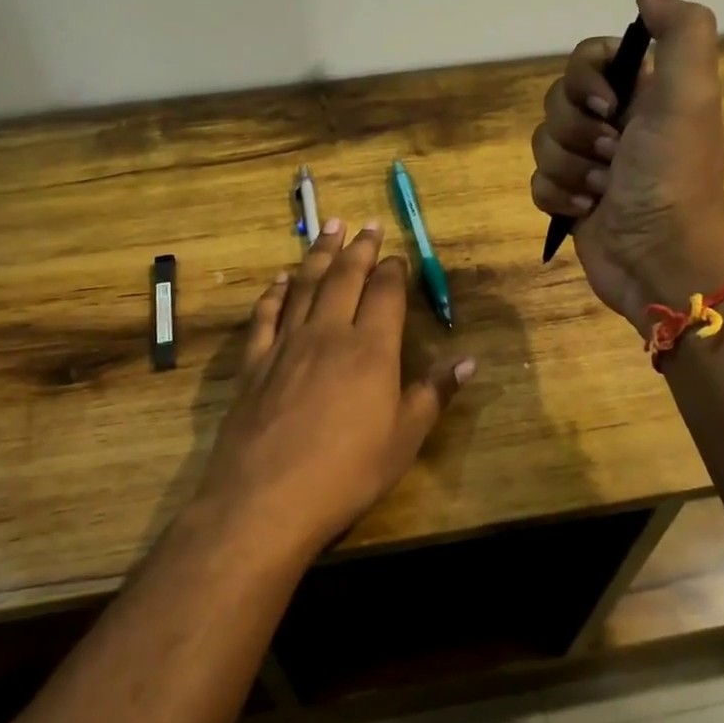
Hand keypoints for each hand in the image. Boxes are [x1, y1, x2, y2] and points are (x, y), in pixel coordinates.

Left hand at [195, 220, 474, 556]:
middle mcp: (328, 333)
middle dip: (358, 248)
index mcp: (370, 348)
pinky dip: (274, 292)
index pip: (385, 293)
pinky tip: (279, 280)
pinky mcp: (254, 362)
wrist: (266, 498)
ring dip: (318, 255)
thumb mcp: (404, 438)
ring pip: (305, 286)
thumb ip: (433, 393)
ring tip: (328, 229)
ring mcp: (286, 344)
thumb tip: (469, 360)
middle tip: (365, 224)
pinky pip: (265, 315)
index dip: (393, 270)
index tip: (398, 255)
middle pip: (345, 277)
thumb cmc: (347, 472)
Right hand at [530, 0, 723, 330]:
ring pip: (543, 143)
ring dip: (569, 169)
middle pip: (556, 101)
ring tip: (602, 191)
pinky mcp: (570, 200)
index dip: (584, 79)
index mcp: (641, 92)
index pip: (585, 57)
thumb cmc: (672, 175)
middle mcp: (614, 122)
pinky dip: (558, 197)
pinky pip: (538, 182)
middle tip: (613, 156)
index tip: (609, 104)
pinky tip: (586, 211)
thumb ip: (679, 32)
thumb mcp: (690, 94)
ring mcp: (589, 163)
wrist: (661, 258)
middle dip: (576, 132)